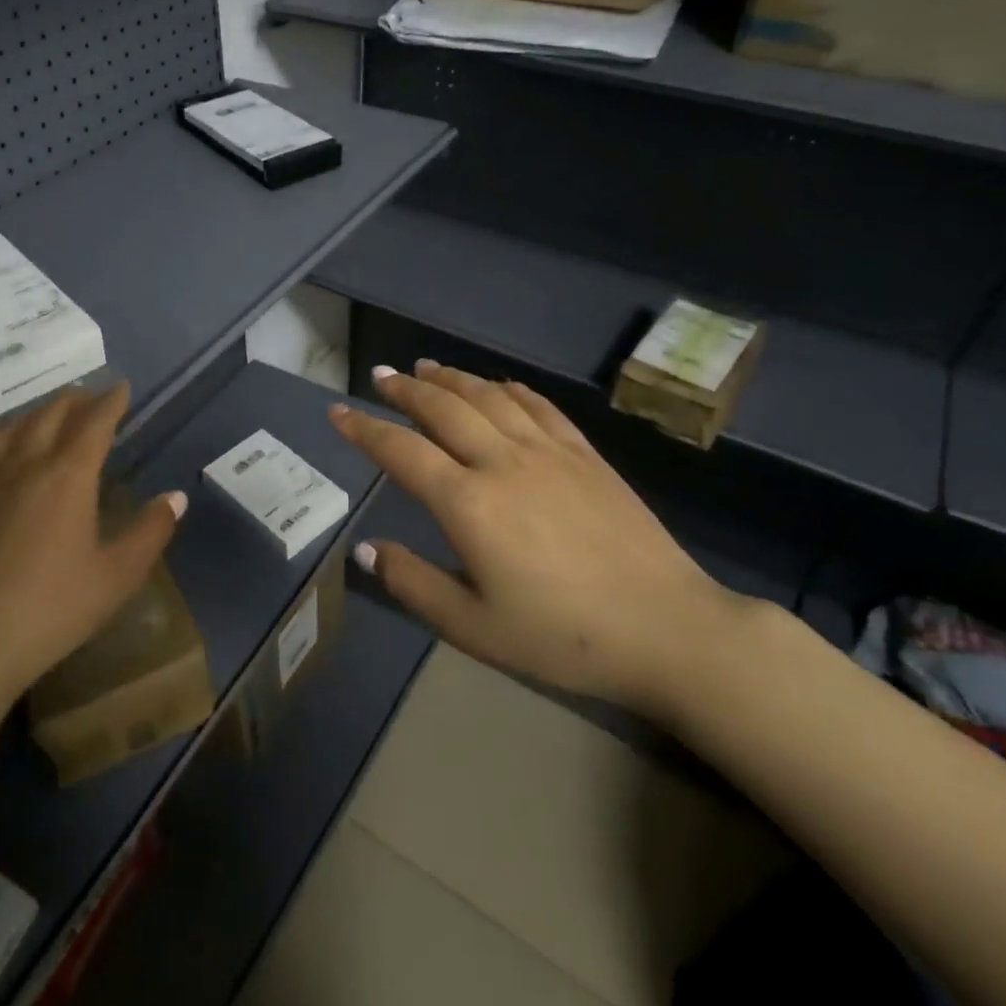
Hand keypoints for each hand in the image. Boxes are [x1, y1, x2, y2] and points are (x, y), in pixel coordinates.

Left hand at [0, 384, 186, 706]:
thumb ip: (151, 531)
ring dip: (37, 412)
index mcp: (67, 476)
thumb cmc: (52, 610)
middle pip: (50, 413)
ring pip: (11, 425)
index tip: (121, 388)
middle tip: (91, 397)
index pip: (94, 422)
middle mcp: (24, 463)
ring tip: (49, 415)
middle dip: (75, 399)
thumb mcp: (117, 576)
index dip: (111, 401)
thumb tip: (176, 497)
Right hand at [329, 360, 731, 714]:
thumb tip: (367, 550)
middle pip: (443, 409)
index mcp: (468, 503)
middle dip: (405, 391)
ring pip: (488, 398)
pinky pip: (539, 407)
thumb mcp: (474, 627)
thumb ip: (414, 584)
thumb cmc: (563, 636)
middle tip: (380, 376)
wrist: (667, 628)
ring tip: (425, 368)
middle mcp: (502, 462)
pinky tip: (497, 384)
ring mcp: (548, 452)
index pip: (402, 452)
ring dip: (451, 378)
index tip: (337, 411)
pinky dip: (509, 389)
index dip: (364, 429)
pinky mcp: (585, 455)